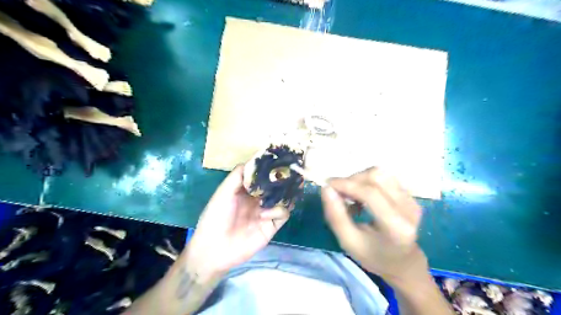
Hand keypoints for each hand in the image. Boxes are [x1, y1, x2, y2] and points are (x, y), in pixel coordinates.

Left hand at [185, 166, 289, 278]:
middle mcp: (259, 198)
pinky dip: (278, 210)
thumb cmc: (215, 217)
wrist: (214, 248)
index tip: (278, 159)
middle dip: (282, 179)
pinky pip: (283, 213)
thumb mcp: (223, 193)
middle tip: (289, 172)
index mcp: (246, 190)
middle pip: (275, 186)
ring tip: (284, 189)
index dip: (269, 168)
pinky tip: (266, 214)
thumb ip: (237, 176)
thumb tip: (254, 161)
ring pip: (283, 198)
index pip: (262, 176)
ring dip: (284, 193)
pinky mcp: (272, 225)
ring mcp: (266, 211)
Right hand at [319, 167, 425, 281]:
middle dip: (352, 180)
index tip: (327, 185)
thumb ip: (336, 216)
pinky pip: (384, 178)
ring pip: (380, 173)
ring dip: (359, 179)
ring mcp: (412, 200)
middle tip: (338, 193)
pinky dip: (367, 182)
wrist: (403, 262)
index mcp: (396, 227)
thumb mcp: (348, 242)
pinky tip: (362, 197)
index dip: (347, 185)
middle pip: (376, 177)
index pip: (370, 194)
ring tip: (350, 196)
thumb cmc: (373, 256)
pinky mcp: (410, 195)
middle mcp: (409, 209)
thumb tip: (326, 188)